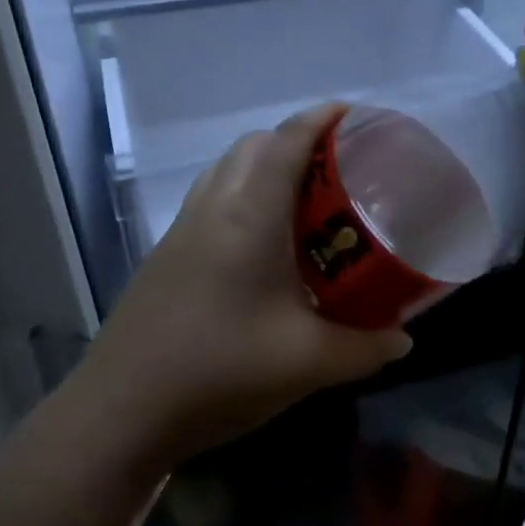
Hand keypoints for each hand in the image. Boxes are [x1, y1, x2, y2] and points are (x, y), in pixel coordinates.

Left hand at [77, 104, 412, 463]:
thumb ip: (366, 347)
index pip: (287, 140)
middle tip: (339, 169)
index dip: (323, 118)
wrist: (121, 410)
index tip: (357, 115)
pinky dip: (243, 196)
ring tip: (306, 202)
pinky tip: (265, 247)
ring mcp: (182, 229)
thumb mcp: (308, 363)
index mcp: (249, 215)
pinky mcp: (166, 254)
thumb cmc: (219, 371)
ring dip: (266, 167)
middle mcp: (212, 207)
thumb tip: (403, 337)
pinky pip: (212, 199)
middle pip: (254, 145)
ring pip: (227, 170)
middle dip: (297, 140)